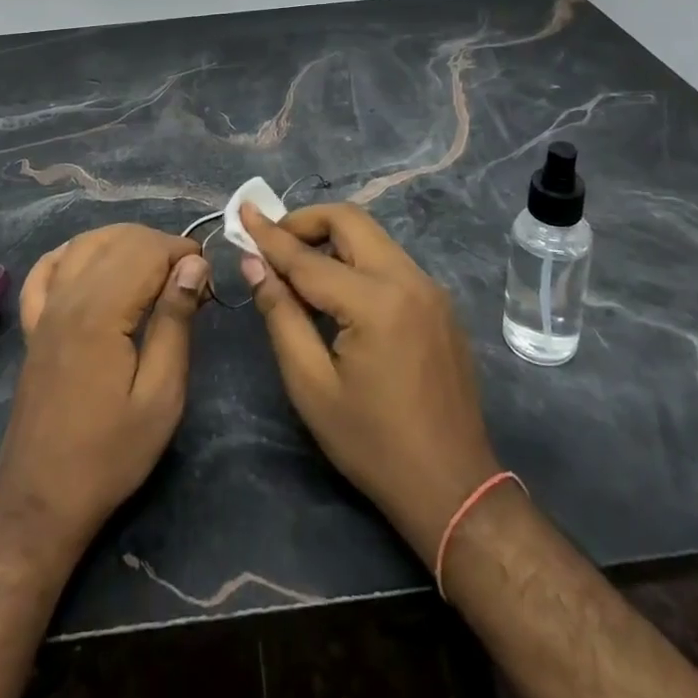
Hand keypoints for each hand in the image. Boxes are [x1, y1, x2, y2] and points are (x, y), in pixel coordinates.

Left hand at [0, 225, 207, 546]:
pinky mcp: (33, 326)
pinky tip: (93, 261)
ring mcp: (45, 310)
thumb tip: (193, 266)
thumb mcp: (161, 396)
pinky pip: (46, 270)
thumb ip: (175, 322)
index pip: (146, 250)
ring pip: (85, 244)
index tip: (207, 278)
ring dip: (124, 242)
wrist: (42, 499)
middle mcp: (68, 298)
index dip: (182, 253)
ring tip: (154, 269)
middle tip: (189, 280)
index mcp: (101, 312)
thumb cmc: (111, 453)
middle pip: (118, 240)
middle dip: (160, 246)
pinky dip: (72, 253)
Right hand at [238, 202, 501, 564]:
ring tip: (299, 267)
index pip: (309, 257)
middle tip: (273, 243)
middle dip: (306, 222)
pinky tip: (338, 291)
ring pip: (372, 237)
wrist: (453, 486)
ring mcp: (430, 288)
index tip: (243, 210)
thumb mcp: (311, 385)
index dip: (271, 235)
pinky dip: (357, 260)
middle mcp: (408, 279)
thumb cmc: (372, 444)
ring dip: (332, 239)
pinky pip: (390, 261)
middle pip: (350, 221)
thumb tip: (255, 264)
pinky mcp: (439, 302)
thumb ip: (281, 315)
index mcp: (375, 302)